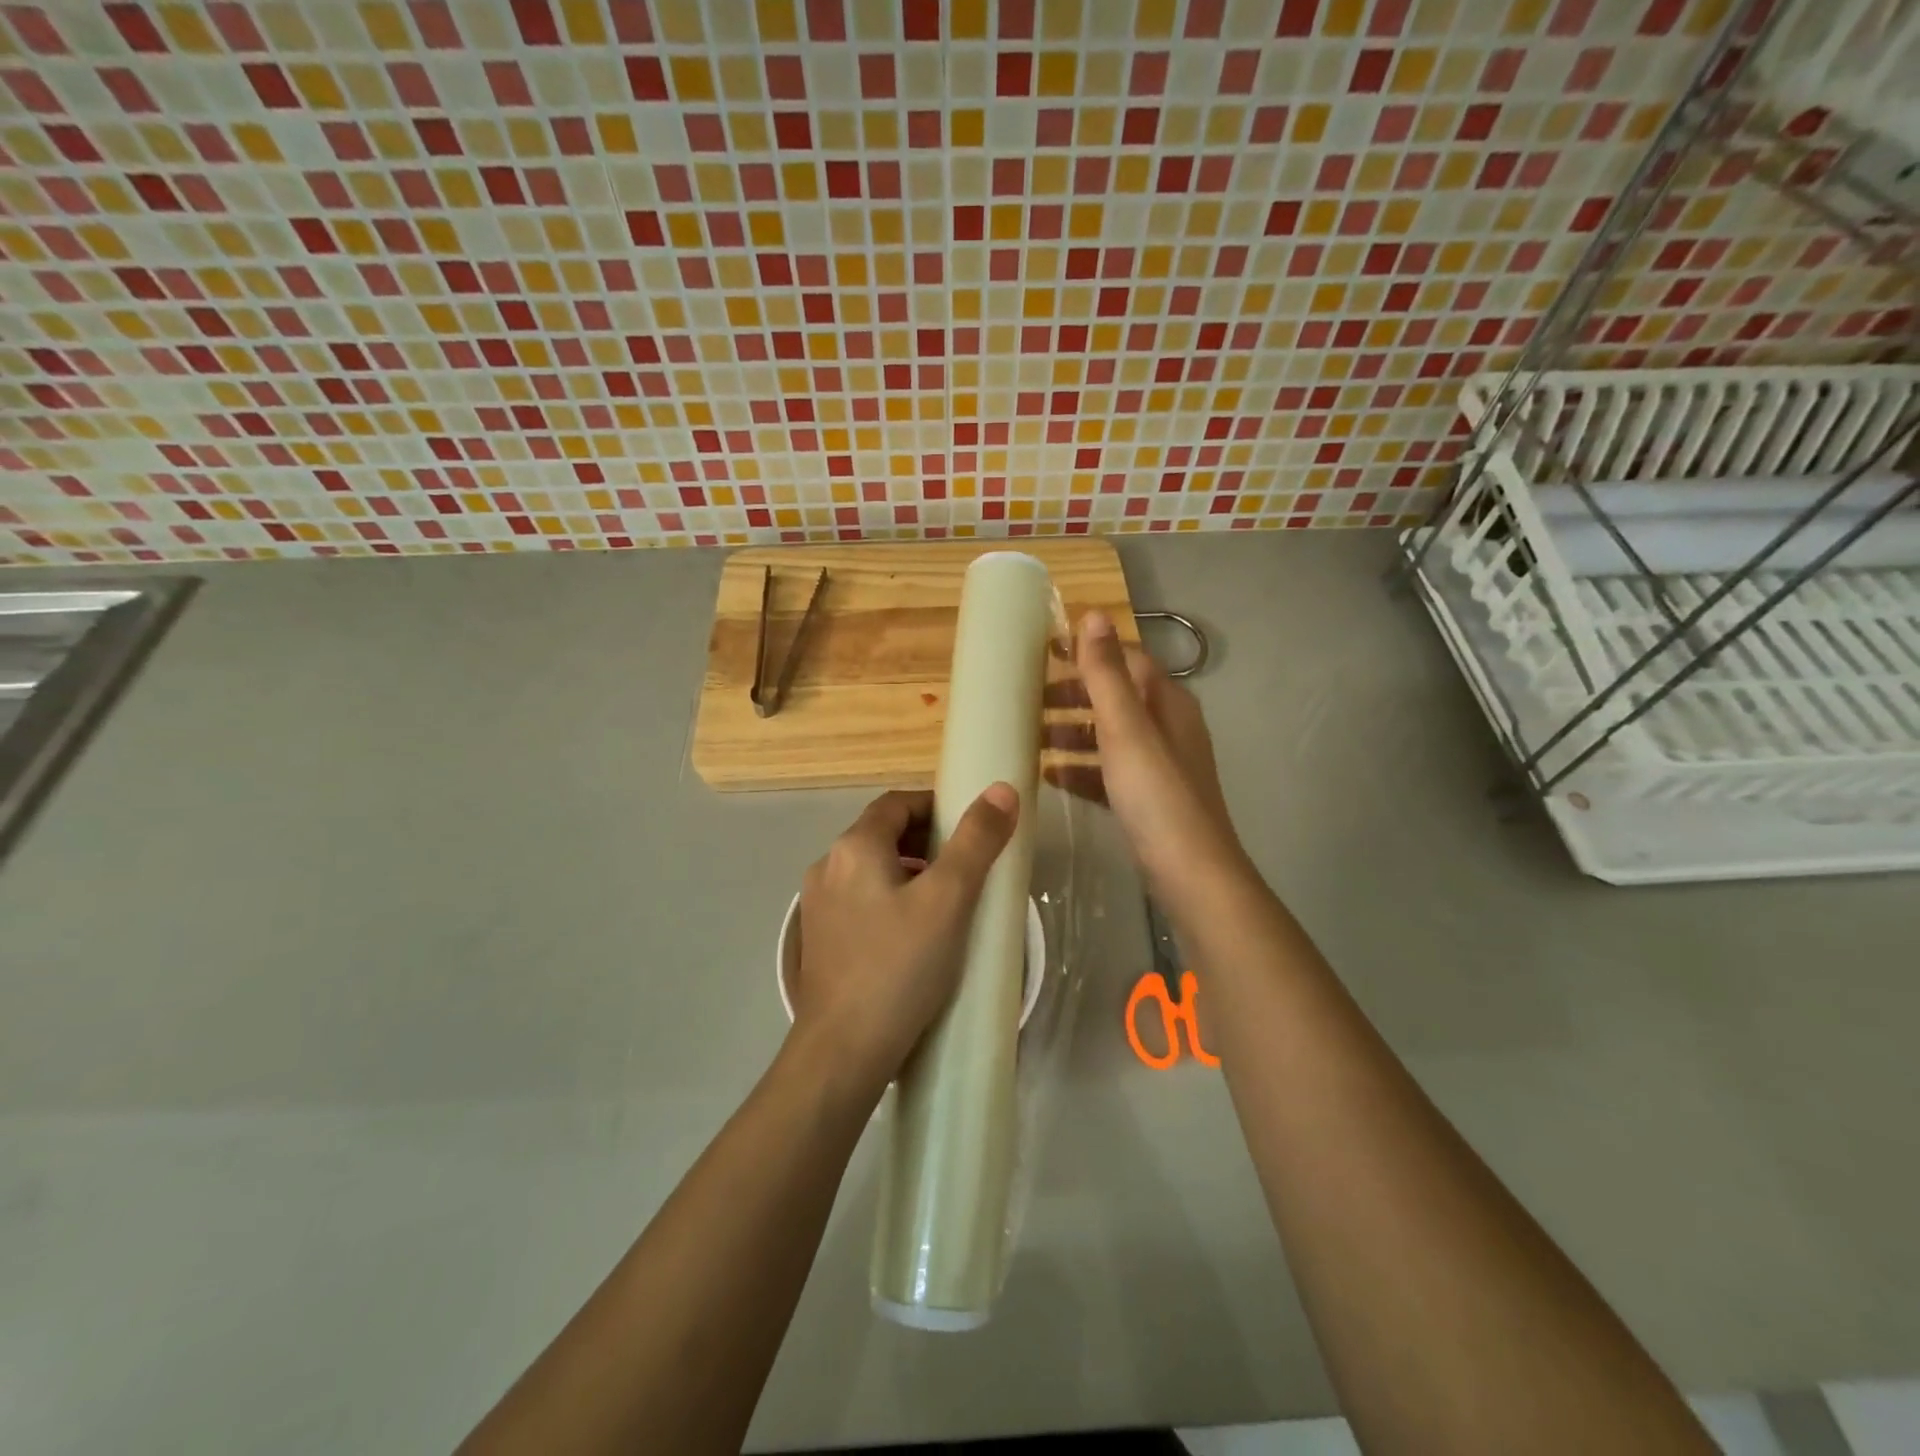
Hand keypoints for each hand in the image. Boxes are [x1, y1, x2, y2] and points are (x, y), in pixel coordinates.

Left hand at [792, 785, 1018, 1097]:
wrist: (844, 1051)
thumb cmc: (900, 966)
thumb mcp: (949, 899)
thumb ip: (976, 841)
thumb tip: (1001, 790)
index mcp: (854, 847)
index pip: (898, 804)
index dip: (936, 806)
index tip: (972, 828)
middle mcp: (827, 867)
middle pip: (882, 834)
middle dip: (926, 841)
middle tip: (967, 866)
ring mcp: (818, 906)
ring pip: (871, 870)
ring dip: (909, 872)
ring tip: (947, 901)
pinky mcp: (819, 940)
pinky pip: (860, 901)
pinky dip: (890, 900)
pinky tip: (914, 934)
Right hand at [1048, 611, 1246, 905]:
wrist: (1191, 875)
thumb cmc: (1156, 796)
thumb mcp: (1126, 730)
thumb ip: (1107, 675)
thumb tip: (1093, 615)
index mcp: (1168, 704)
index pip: (1126, 660)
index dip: (1088, 651)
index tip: (1043, 650)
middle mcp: (1167, 728)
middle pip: (1115, 698)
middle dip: (1073, 693)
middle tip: (1026, 696)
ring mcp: (1159, 767)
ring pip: (1108, 736)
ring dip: (1071, 731)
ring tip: (1028, 733)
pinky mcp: (1147, 800)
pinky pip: (1107, 772)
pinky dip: (1079, 768)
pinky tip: (1049, 776)